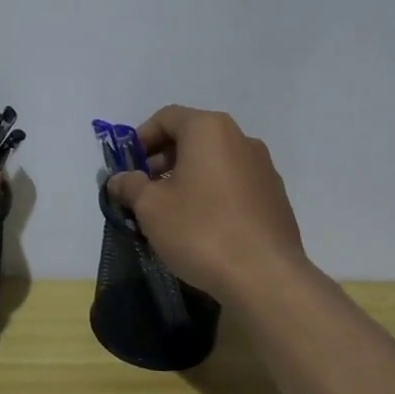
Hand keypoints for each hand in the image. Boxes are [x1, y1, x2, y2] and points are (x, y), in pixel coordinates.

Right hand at [105, 106, 307, 304]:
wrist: (264, 276)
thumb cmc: (200, 230)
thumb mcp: (150, 207)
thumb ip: (130, 186)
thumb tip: (119, 179)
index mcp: (209, 130)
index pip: (167, 117)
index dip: (141, 138)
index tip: (127, 166)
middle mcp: (241, 139)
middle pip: (193, 138)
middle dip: (163, 159)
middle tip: (143, 190)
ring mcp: (263, 168)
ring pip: (214, 162)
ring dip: (187, 178)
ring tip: (169, 211)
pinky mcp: (275, 197)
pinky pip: (233, 184)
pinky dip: (211, 193)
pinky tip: (200, 226)